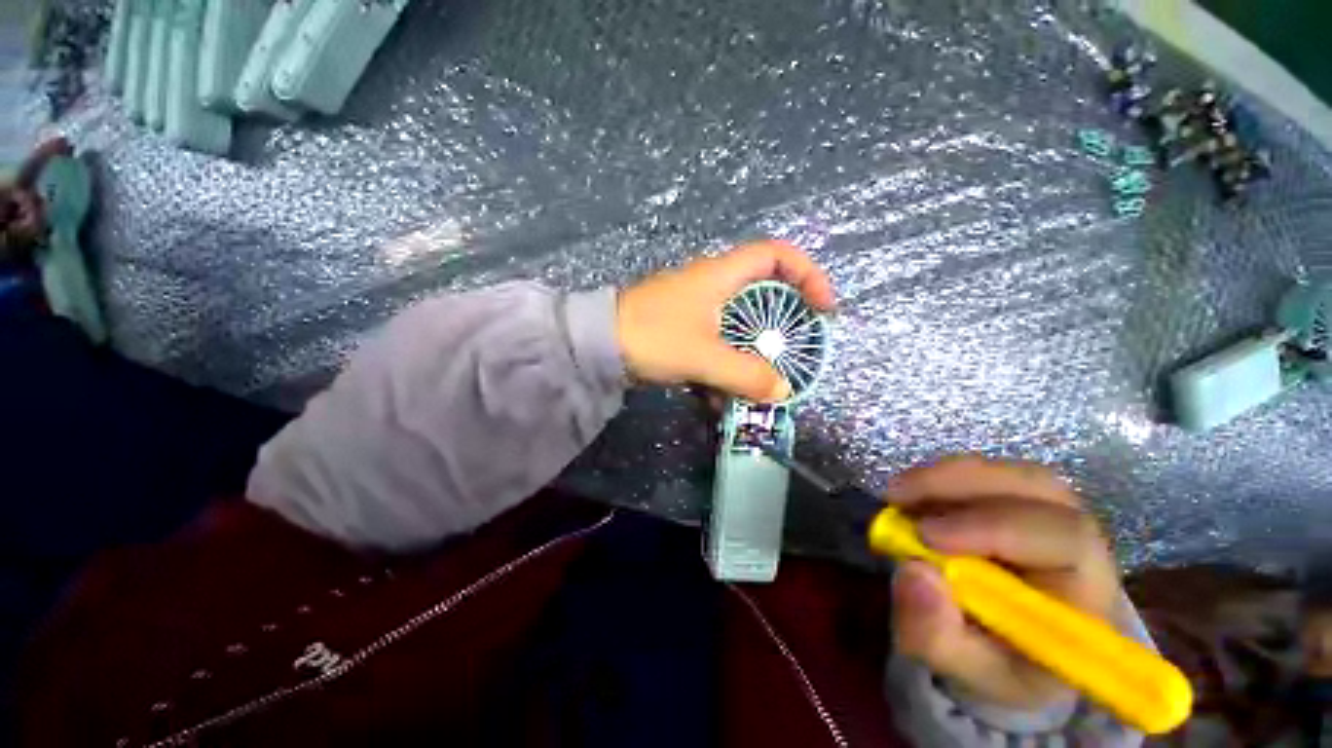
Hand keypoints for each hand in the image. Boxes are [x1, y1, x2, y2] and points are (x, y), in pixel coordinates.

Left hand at [616, 240, 835, 401]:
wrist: (597, 346)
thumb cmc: (653, 336)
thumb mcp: (703, 355)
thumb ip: (745, 374)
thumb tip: (781, 391)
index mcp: (722, 275)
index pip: (777, 255)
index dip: (807, 275)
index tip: (822, 308)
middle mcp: (713, 287)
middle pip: (762, 296)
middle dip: (781, 327)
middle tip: (793, 354)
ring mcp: (697, 311)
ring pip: (739, 328)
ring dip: (750, 358)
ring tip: (756, 389)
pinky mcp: (685, 332)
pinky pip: (716, 347)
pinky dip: (723, 370)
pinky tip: (719, 401)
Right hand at [889, 456, 1121, 710]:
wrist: (1011, 650)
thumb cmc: (1000, 665)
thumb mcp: (965, 670)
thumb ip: (937, 635)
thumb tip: (912, 572)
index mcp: (1087, 592)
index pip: (1064, 539)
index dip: (994, 527)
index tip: (925, 536)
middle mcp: (1080, 542)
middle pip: (1036, 488)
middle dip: (959, 486)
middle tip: (896, 498)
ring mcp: (1049, 514)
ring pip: (1007, 473)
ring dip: (945, 477)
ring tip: (898, 495)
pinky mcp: (1018, 501)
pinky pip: (984, 474)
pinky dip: (941, 478)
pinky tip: (912, 497)